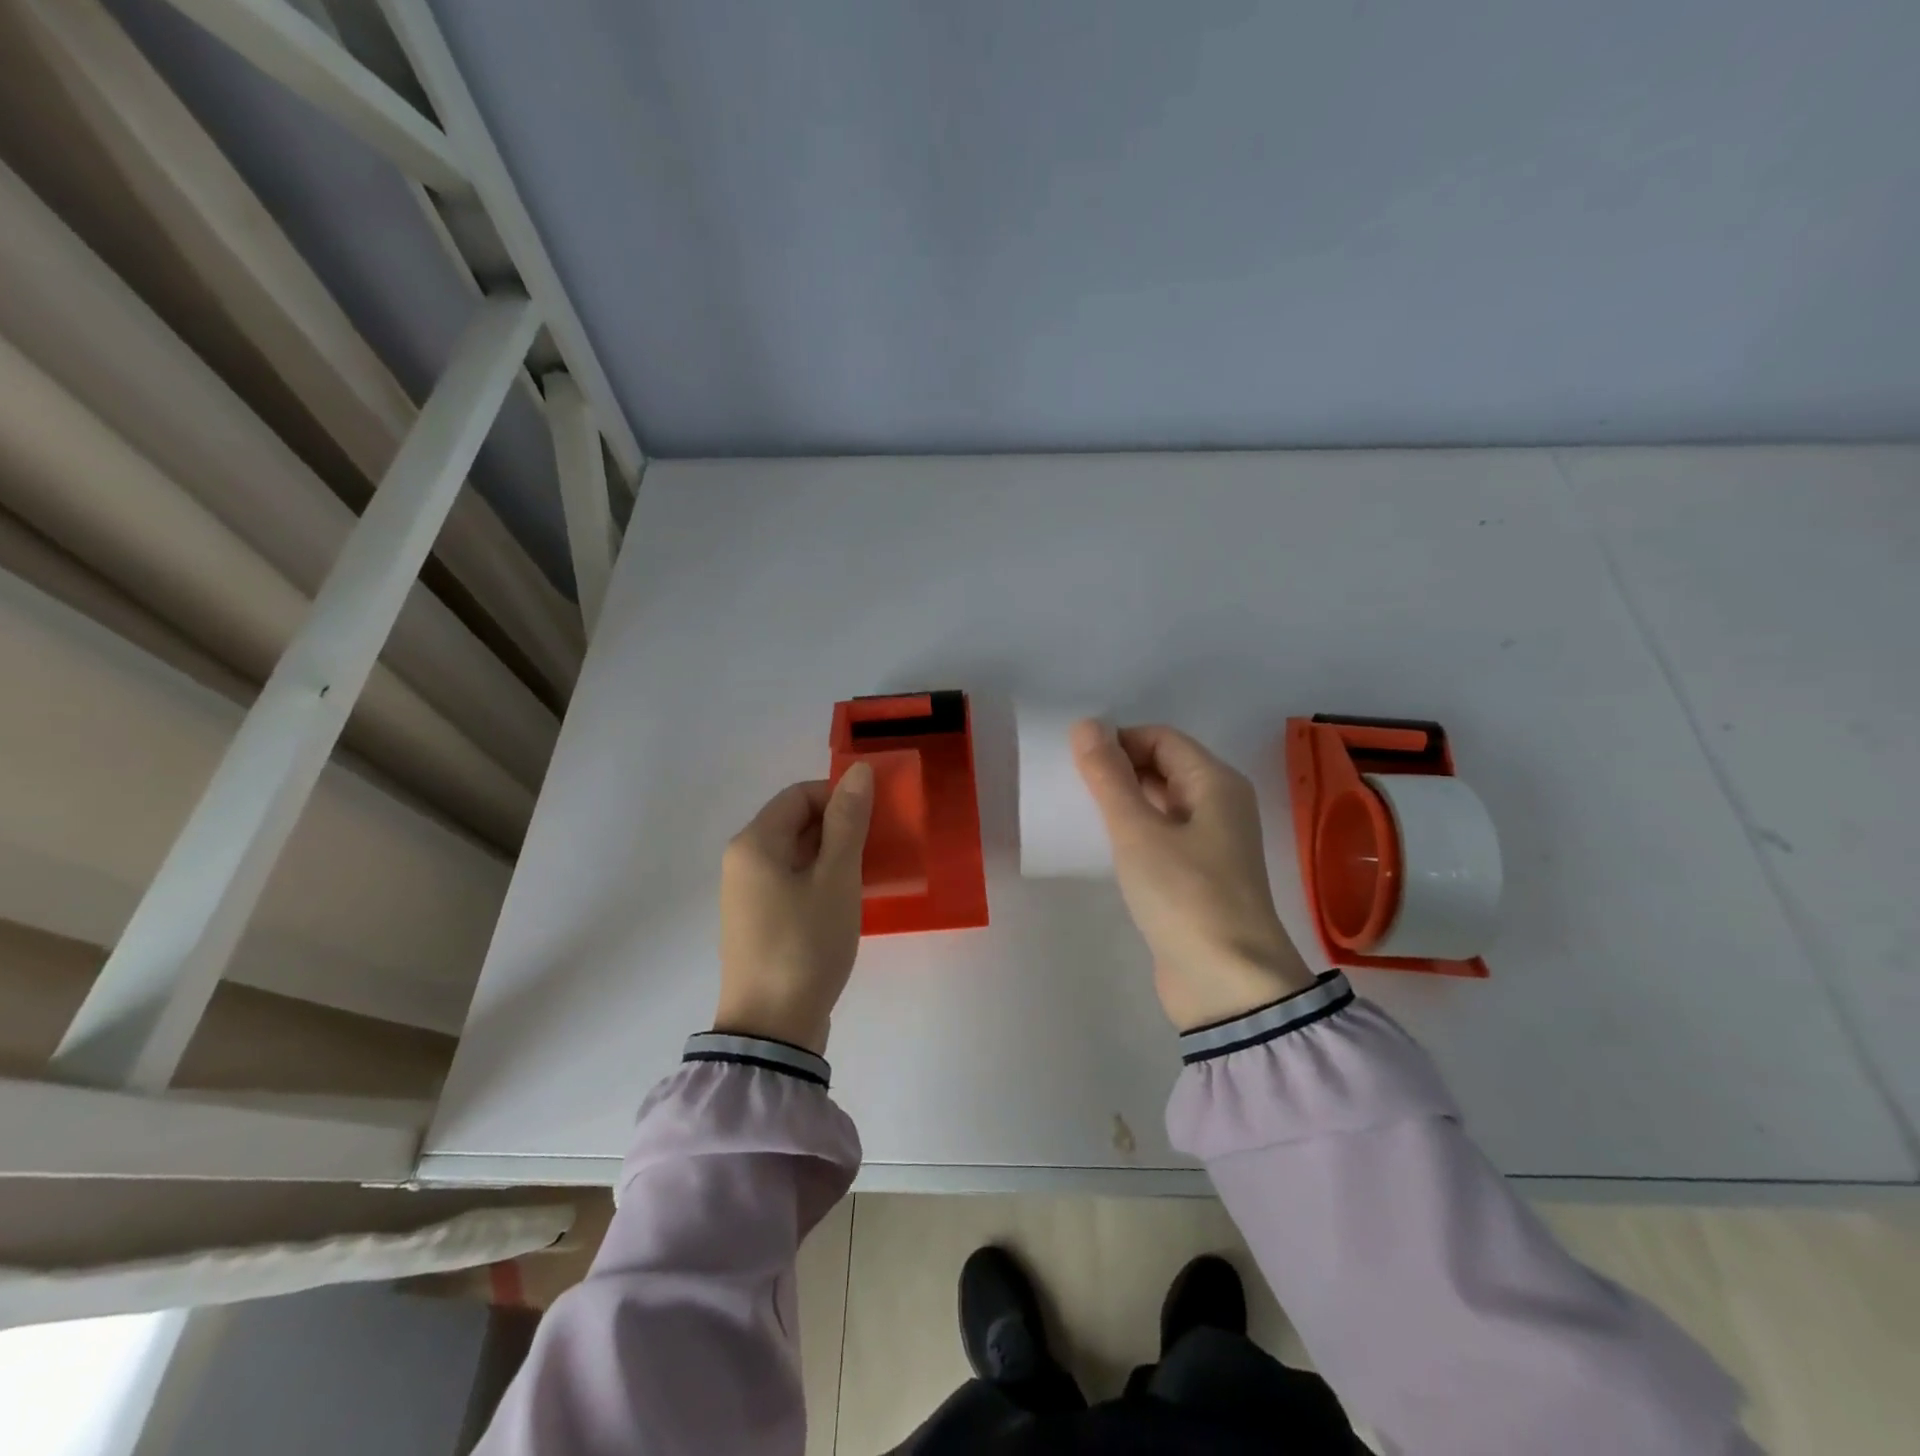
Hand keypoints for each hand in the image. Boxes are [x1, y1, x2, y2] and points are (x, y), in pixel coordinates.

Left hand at [715, 763, 873, 1053]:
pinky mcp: (759, 921)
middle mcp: (743, 861)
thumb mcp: (836, 878)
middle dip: (840, 826)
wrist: (772, 1029)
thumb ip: (848, 822)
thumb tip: (858, 771)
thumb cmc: (806, 944)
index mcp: (755, 843)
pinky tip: (848, 899)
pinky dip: (821, 880)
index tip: (877, 817)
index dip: (840, 795)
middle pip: (795, 822)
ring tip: (871, 872)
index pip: (800, 794)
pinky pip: (792, 882)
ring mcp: (748, 894)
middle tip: (880, 845)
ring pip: (797, 854)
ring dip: (834, 854)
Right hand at [1072, 721, 1315, 1030]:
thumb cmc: (1185, 895)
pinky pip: (1161, 836)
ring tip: (1080, 812)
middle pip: (1163, 767)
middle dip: (1118, 769)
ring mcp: (1211, 843)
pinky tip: (1104, 846)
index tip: (1076, 762)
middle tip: (1071, 786)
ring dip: (1123, 801)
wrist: (1227, 983)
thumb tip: (1086, 725)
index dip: (1118, 741)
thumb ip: (1109, 777)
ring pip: (1160, 803)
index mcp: (1215, 783)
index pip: (1161, 738)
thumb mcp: (1138, 831)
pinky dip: (1133, 832)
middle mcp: (1219, 805)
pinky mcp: (1198, 876)